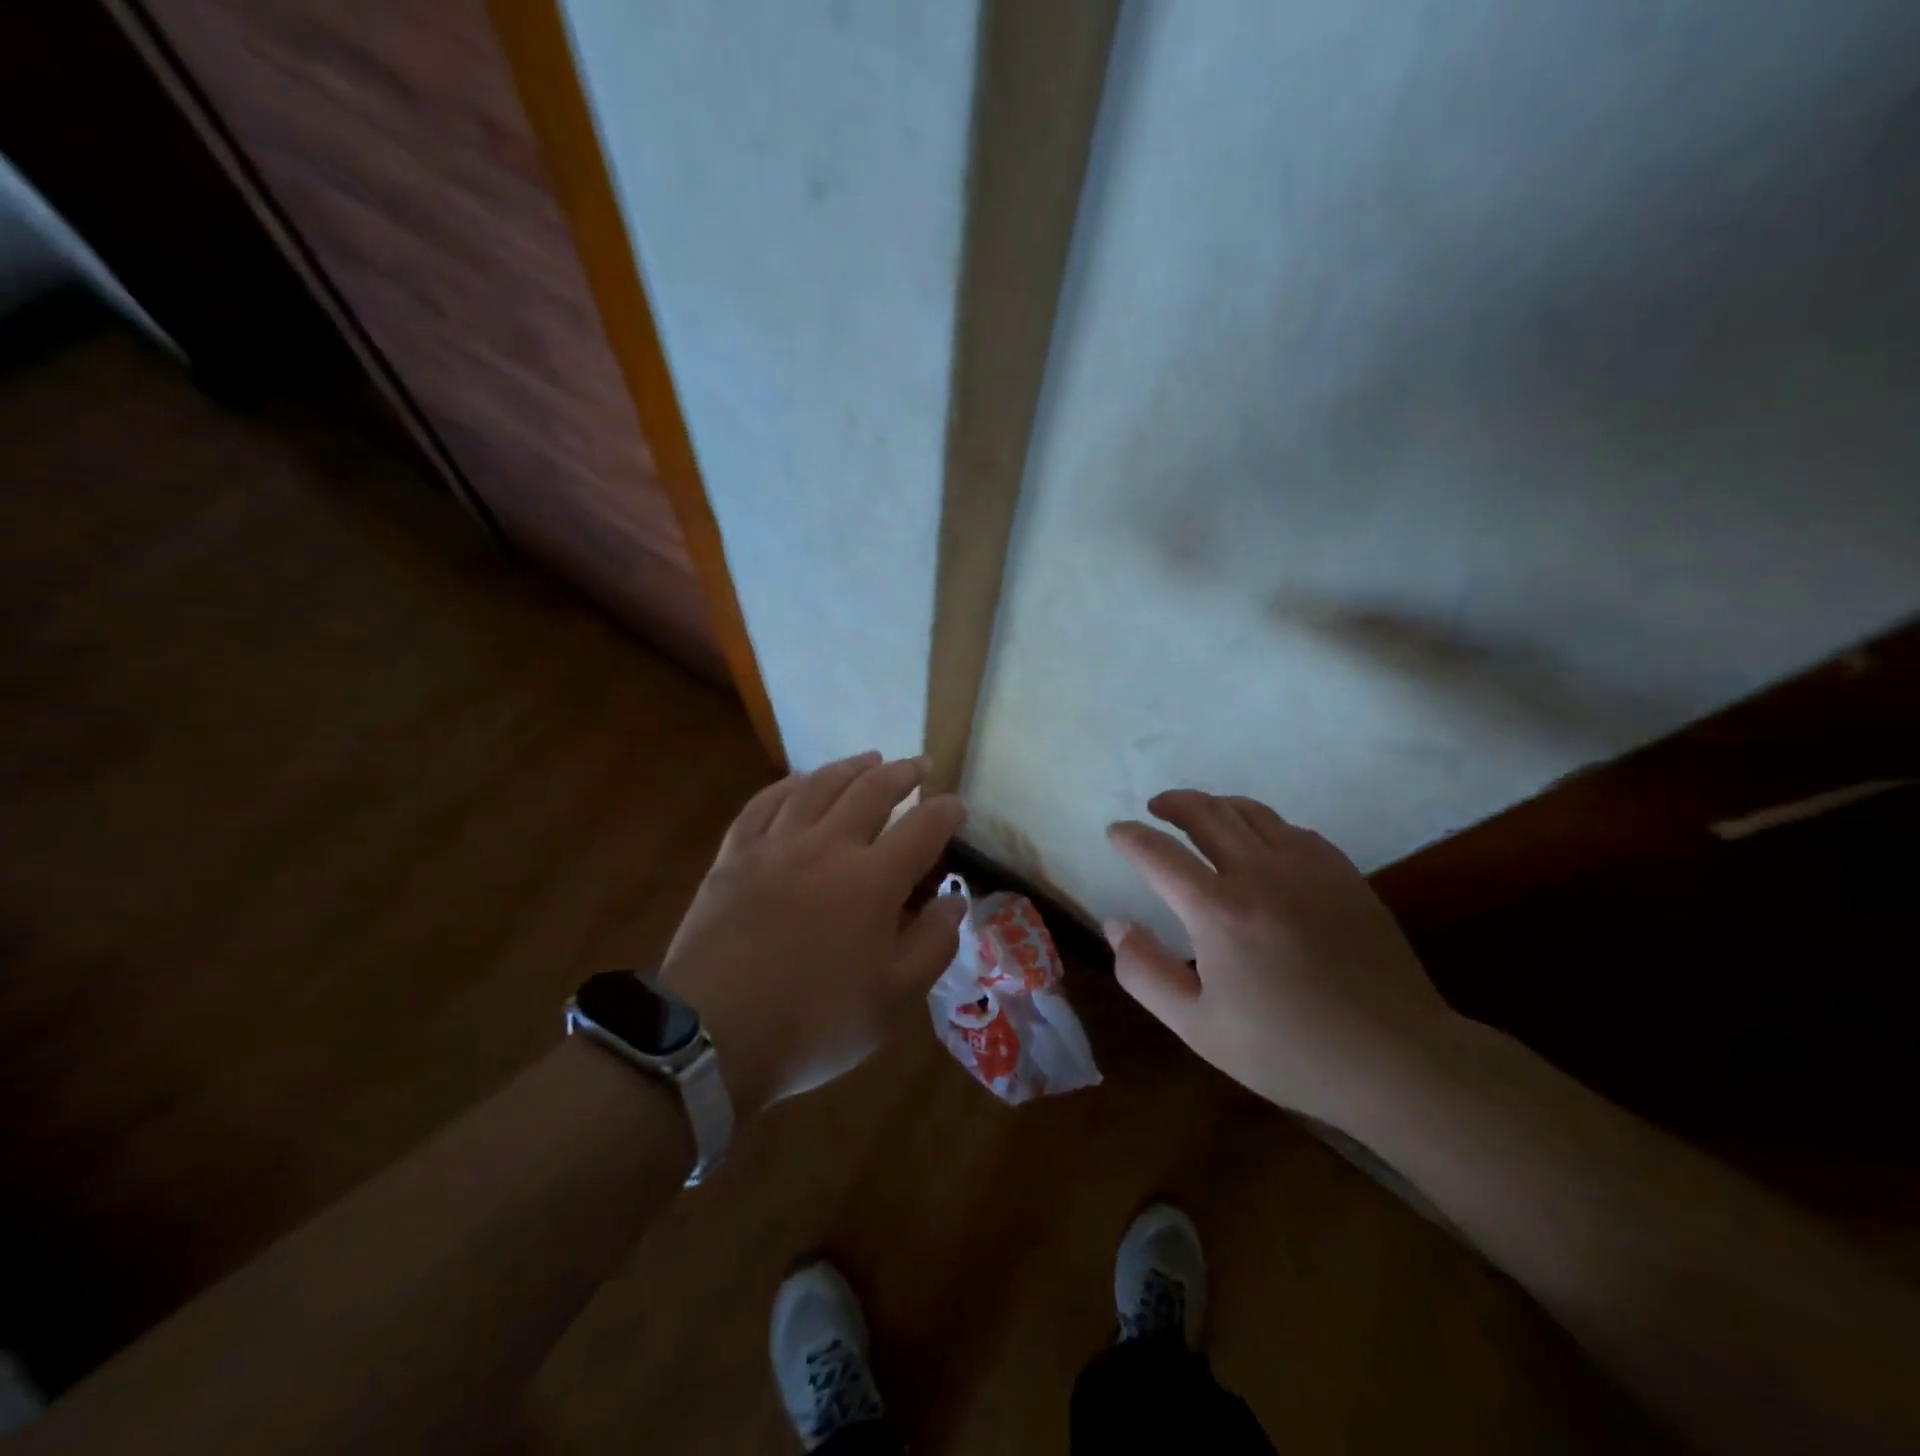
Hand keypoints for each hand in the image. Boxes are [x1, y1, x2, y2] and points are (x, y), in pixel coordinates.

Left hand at [660, 752, 965, 1116]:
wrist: (713, 1034)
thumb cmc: (814, 1024)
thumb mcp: (893, 999)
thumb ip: (933, 944)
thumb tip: (954, 901)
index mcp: (873, 880)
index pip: (923, 828)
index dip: (946, 812)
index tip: (957, 806)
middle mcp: (828, 846)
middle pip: (872, 791)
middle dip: (902, 774)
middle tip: (918, 765)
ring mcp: (776, 845)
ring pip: (818, 786)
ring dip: (849, 767)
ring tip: (869, 758)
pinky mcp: (734, 855)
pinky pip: (764, 804)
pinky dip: (787, 785)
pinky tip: (799, 781)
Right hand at [1105, 789, 1455, 1126]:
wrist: (1396, 1058)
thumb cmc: (1288, 1050)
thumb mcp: (1197, 1026)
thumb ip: (1144, 972)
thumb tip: (1116, 924)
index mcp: (1217, 910)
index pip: (1158, 853)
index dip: (1130, 837)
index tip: (1116, 833)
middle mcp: (1259, 872)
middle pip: (1205, 812)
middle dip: (1172, 803)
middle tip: (1155, 808)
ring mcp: (1307, 866)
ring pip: (1250, 812)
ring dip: (1215, 805)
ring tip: (1200, 815)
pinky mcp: (1342, 873)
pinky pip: (1291, 829)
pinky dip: (1262, 825)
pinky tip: (1260, 845)